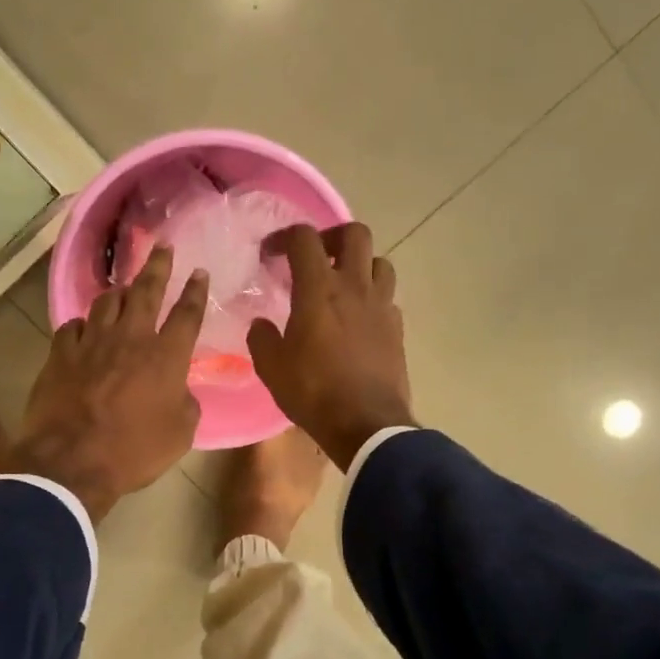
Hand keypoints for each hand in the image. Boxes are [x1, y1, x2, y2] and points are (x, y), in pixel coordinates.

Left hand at [13, 245, 207, 520]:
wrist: (71, 462)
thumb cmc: (134, 451)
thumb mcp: (180, 434)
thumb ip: (186, 404)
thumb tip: (180, 391)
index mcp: (166, 356)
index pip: (187, 314)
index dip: (195, 291)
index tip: (199, 272)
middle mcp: (131, 338)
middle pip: (146, 291)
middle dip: (158, 266)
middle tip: (163, 247)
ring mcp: (92, 342)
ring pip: (106, 301)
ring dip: (119, 291)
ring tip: (124, 287)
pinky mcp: (60, 354)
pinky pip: (73, 326)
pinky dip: (83, 324)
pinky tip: (85, 328)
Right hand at [247, 223, 412, 469]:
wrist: (367, 425)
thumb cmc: (314, 393)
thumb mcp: (271, 368)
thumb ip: (261, 338)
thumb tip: (261, 324)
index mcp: (319, 290)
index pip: (304, 239)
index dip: (284, 237)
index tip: (270, 254)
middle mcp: (355, 287)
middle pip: (355, 233)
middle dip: (332, 236)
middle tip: (316, 257)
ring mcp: (382, 306)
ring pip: (380, 262)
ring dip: (360, 264)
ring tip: (343, 284)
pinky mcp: (397, 328)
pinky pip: (388, 297)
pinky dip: (373, 297)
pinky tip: (359, 318)